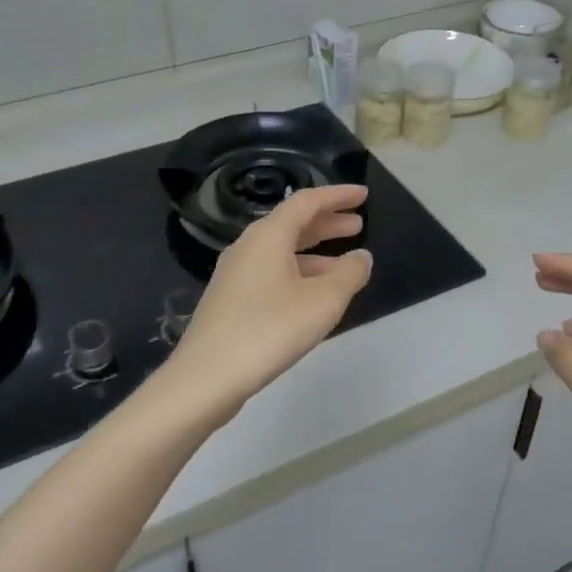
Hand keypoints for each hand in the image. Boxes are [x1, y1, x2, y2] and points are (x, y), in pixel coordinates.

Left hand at [165, 184, 372, 411]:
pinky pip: (272, 272)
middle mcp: (248, 246)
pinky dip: (298, 272)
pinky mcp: (231, 299)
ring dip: (315, 251)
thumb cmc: (270, 330)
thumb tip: (361, 257)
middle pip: (292, 224)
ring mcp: (235, 274)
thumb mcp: (323, 302)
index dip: (337, 196)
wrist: (208, 376)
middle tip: (358, 225)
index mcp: (268, 235)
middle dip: (327, 222)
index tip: (363, 195)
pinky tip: (313, 295)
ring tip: (345, 264)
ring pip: (282, 251)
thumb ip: (349, 274)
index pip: (307, 201)